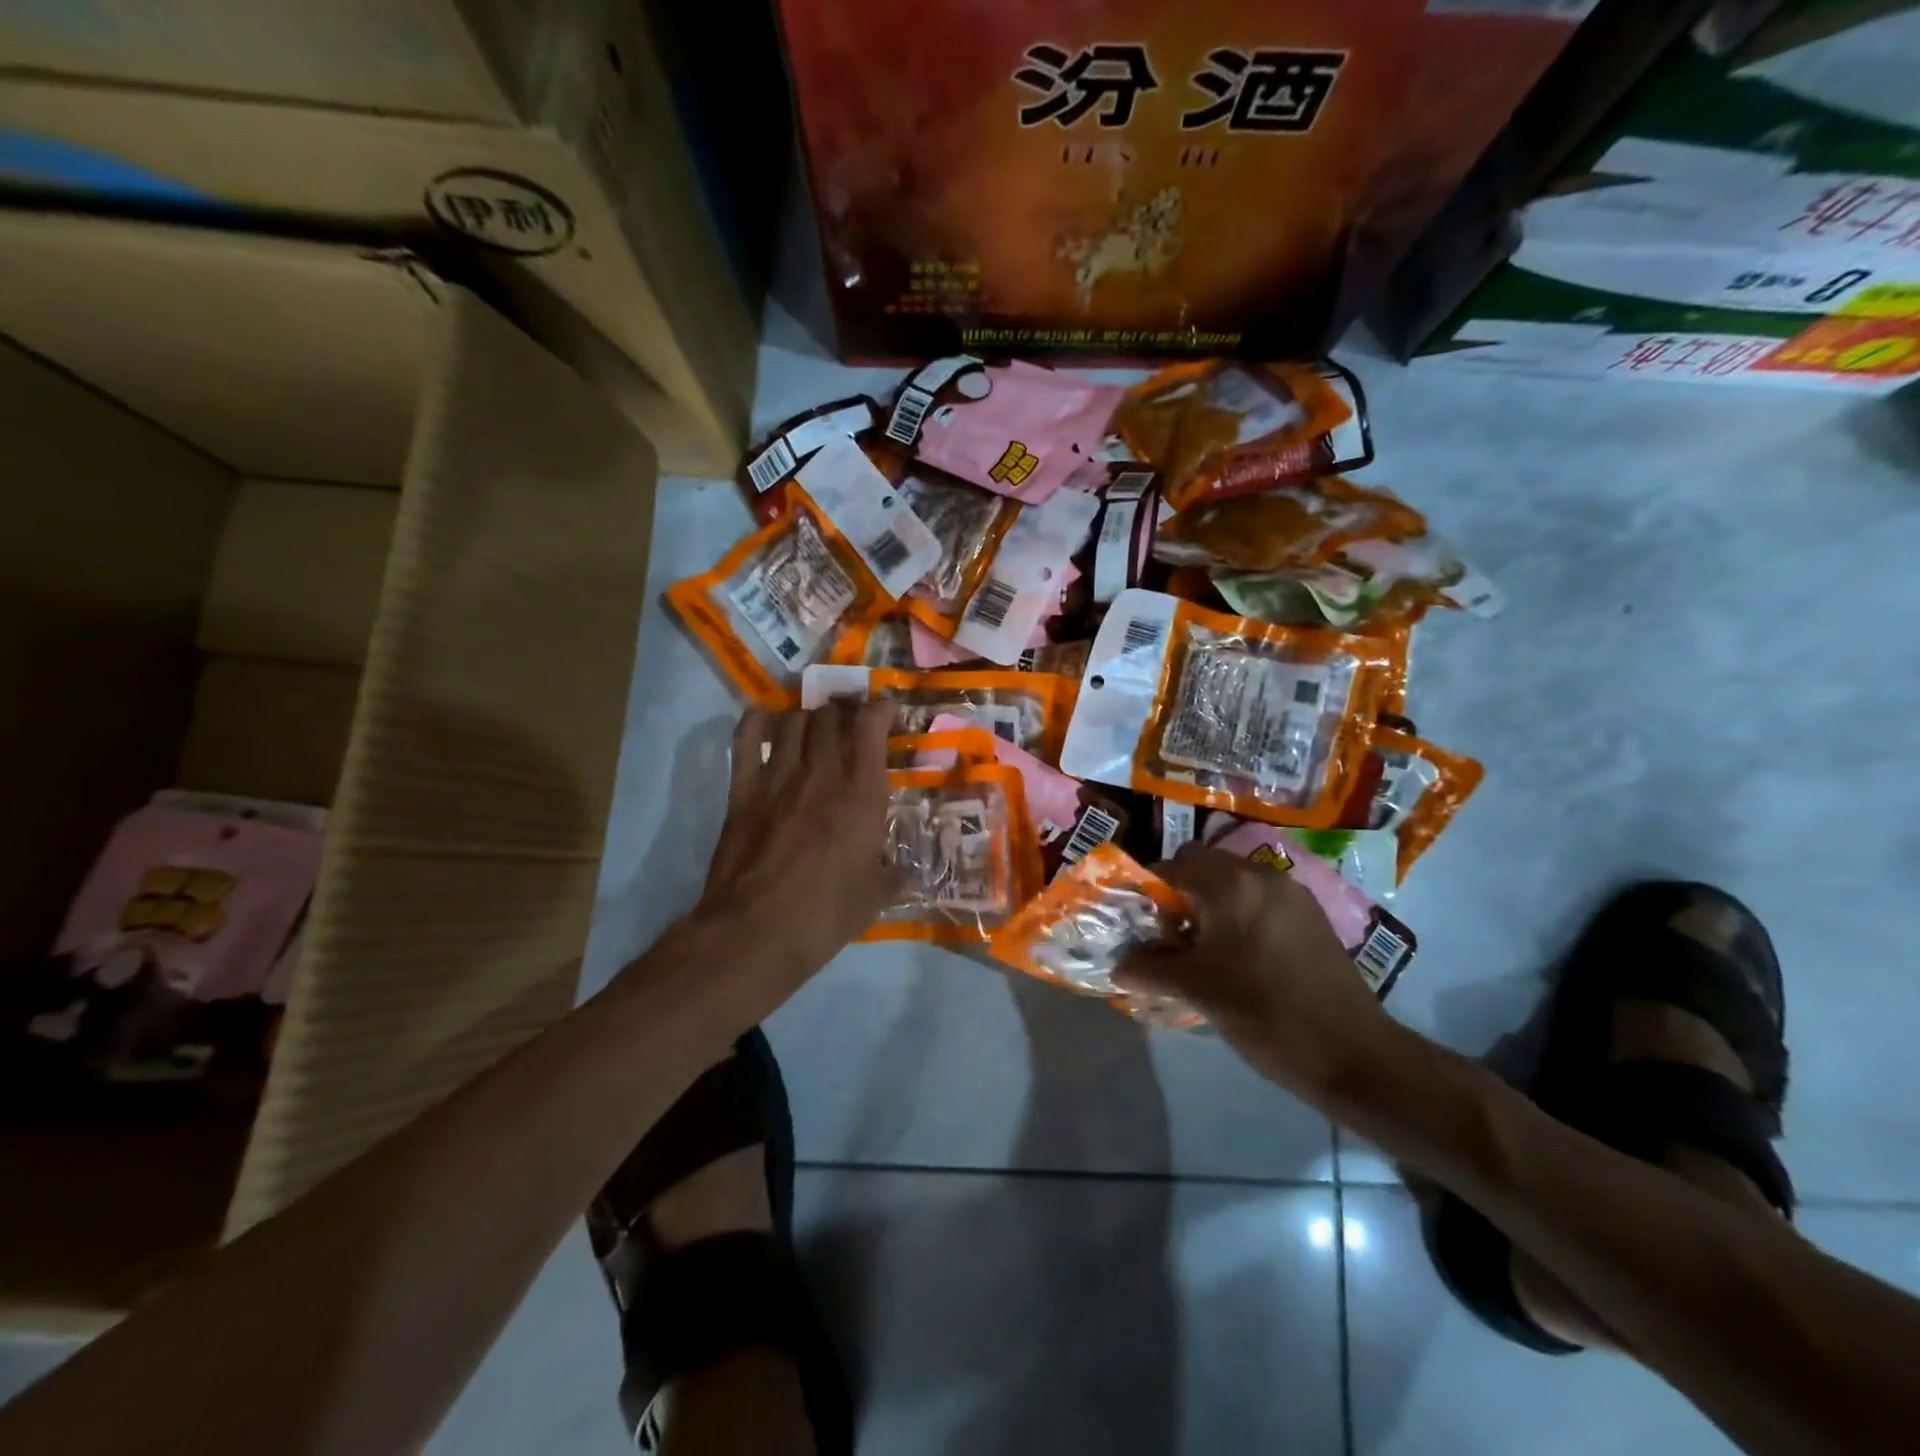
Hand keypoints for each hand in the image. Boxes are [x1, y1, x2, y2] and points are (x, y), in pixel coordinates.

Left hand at [690, 702, 900, 994]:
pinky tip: (766, 719)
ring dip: (808, 716)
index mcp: (862, 795)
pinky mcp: (743, 790)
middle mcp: (822, 774)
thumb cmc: (825, 916)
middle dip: (844, 710)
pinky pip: (747, 739)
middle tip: (850, 721)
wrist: (756, 933)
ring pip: (794, 720)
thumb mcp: (876, 896)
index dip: (880, 709)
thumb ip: (894, 873)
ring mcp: (778, 778)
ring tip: (814, 727)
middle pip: (831, 716)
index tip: (887, 711)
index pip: (871, 727)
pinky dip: (757, 721)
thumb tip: (905, 870)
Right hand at [1117, 846, 1403, 1105]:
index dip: (1150, 892)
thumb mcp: (1196, 990)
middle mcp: (1262, 875)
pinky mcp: (1312, 916)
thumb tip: (1118, 964)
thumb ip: (1149, 968)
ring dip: (1210, 907)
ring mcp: (1292, 893)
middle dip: (1181, 897)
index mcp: (1231, 884)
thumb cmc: (1264, 1013)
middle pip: (1203, 866)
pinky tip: (1242, 960)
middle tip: (1174, 941)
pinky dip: (1240, 916)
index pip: (1172, 865)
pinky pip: (1260, 900)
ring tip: (1206, 954)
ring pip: (1233, 883)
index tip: (1144, 928)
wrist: (1353, 1054)